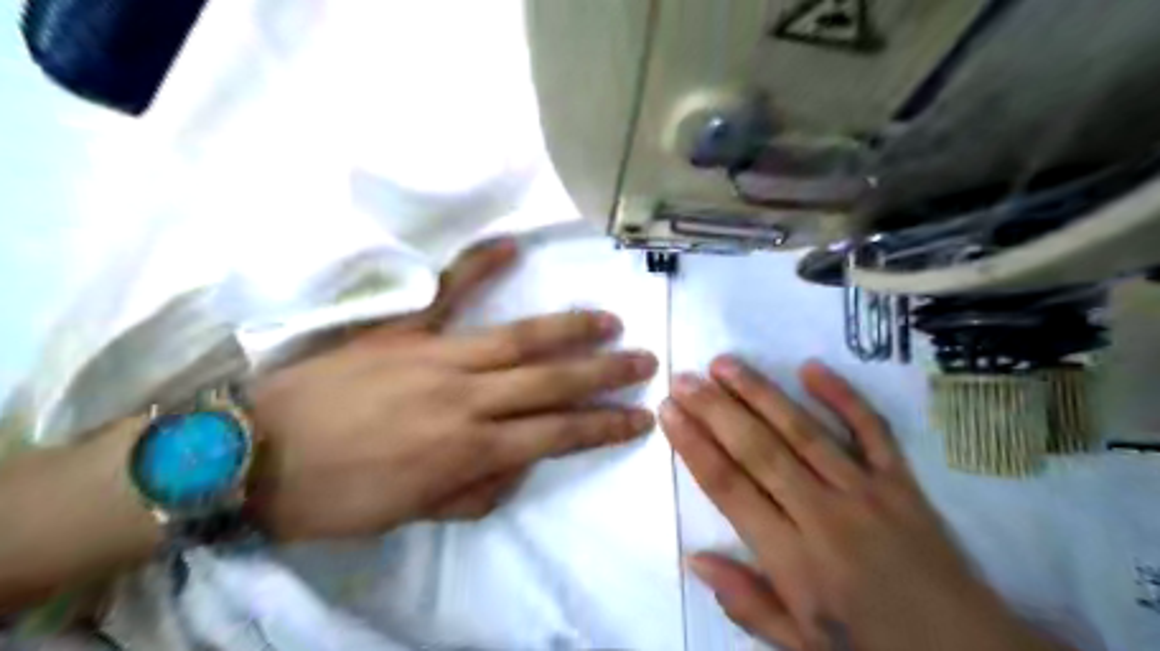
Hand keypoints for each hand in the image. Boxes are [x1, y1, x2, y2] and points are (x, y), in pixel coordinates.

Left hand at [247, 241, 654, 540]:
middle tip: (644, 361)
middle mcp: (466, 398)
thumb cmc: (336, 497)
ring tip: (610, 321)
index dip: (604, 427)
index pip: (557, 435)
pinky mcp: (402, 328)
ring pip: (520, 339)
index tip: (640, 418)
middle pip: (553, 382)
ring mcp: (435, 355)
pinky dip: (481, 265)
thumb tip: (518, 463)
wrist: (250, 455)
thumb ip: (478, 490)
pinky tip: (514, 245)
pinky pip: (447, 290)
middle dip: (606, 374)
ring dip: (571, 329)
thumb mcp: (414, 514)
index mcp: (470, 450)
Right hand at [663, 359, 1066, 648]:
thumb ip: (748, 603)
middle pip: (758, 450)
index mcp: (795, 562)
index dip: (694, 446)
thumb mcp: (803, 647)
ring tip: (723, 364)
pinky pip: (871, 430)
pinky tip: (810, 367)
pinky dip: (843, 396)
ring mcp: (867, 492)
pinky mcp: (902, 482)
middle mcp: (825, 516)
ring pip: (802, 431)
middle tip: (683, 378)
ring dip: (759, 393)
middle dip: (715, 410)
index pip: (730, 488)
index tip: (669, 412)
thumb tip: (694, 558)